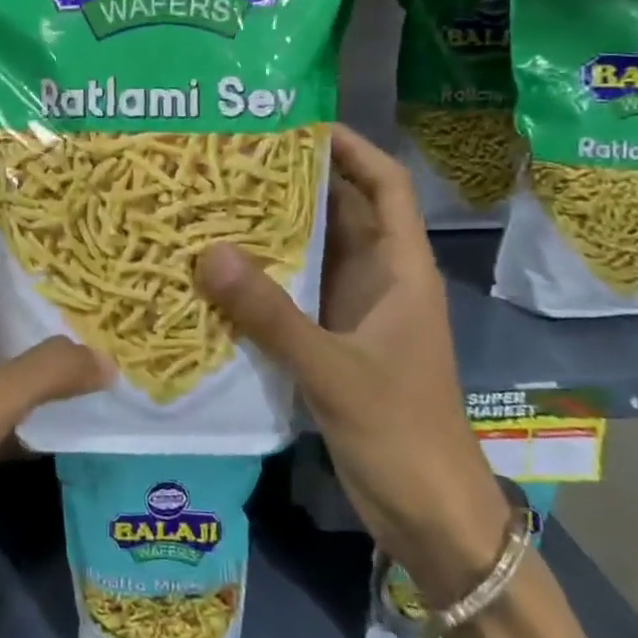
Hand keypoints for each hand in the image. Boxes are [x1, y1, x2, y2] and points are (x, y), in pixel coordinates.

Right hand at [196, 124, 507, 604]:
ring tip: (214, 203)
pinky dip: (263, 279)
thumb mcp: (334, 369)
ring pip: (313, 254)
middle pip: (340, 212)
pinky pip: (294, 295)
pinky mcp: (332, 343)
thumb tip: (207, 253)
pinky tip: (218, 272)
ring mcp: (355, 312)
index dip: (352, 148)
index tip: (299, 123)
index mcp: (400, 270)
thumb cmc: (401, 432)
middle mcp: (378, 280)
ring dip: (272, 231)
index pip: (385, 185)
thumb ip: (271, 314)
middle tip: (231, 160)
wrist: (430, 514)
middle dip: (294, 183)